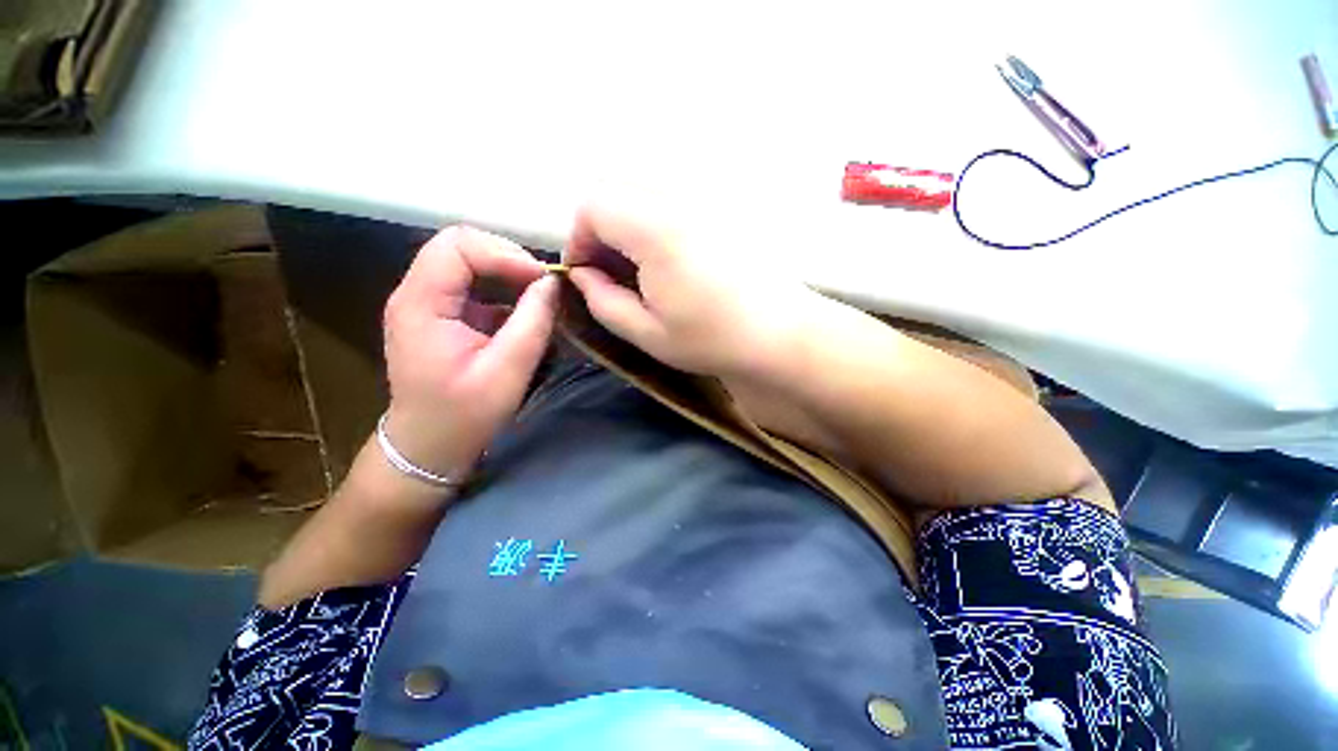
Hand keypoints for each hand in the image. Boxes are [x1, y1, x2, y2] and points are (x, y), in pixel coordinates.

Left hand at [382, 226, 559, 485]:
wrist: (429, 445)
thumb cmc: (464, 416)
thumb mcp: (506, 372)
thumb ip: (532, 323)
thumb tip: (552, 283)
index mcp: (421, 304)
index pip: (458, 246)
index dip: (504, 254)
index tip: (542, 280)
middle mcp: (417, 294)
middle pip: (462, 247)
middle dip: (509, 259)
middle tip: (545, 285)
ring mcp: (428, 303)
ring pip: (470, 262)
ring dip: (509, 273)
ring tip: (540, 296)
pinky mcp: (443, 315)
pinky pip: (475, 286)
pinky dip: (505, 291)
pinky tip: (525, 312)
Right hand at [564, 205, 822, 380]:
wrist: (780, 333)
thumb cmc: (713, 339)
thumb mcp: (648, 333)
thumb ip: (603, 302)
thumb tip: (582, 275)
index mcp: (655, 231)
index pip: (594, 205)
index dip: (579, 238)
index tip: (586, 272)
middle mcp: (679, 201)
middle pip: (618, 192)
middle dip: (601, 230)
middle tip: (610, 272)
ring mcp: (705, 201)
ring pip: (645, 194)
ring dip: (628, 226)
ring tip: (639, 270)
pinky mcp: (722, 210)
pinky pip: (673, 202)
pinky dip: (655, 224)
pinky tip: (669, 261)